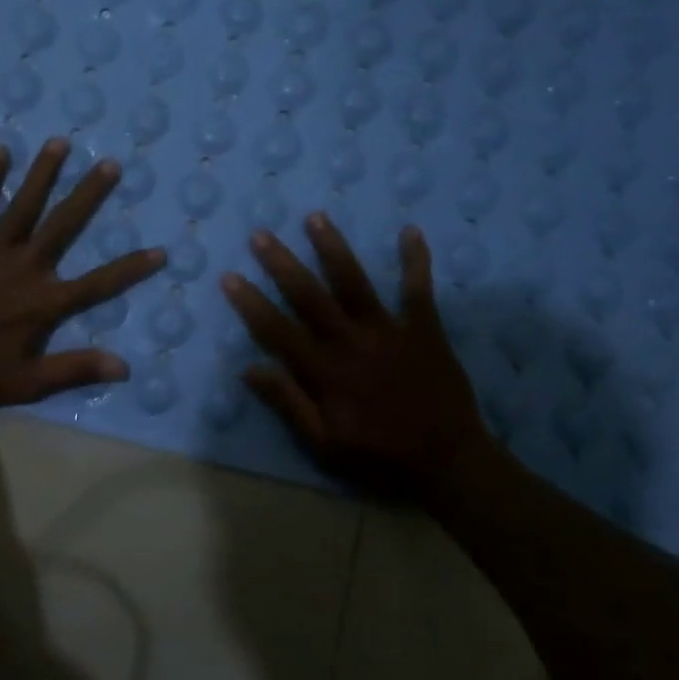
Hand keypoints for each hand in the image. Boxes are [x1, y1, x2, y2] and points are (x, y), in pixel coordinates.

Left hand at [0, 138, 164, 408]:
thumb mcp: (27, 383)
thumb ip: (75, 370)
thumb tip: (123, 365)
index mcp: (43, 302)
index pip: (97, 283)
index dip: (130, 269)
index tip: (160, 251)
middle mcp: (24, 267)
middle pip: (63, 225)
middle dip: (89, 194)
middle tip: (110, 163)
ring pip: (23, 205)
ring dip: (43, 173)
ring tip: (61, 143)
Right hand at [220, 213, 494, 494]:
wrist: (448, 462)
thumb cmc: (380, 456)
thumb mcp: (324, 444)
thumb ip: (288, 403)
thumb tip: (248, 369)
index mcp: (325, 372)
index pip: (278, 331)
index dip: (251, 304)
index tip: (230, 277)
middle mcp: (352, 343)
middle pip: (310, 297)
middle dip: (282, 264)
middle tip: (261, 235)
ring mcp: (389, 332)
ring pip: (355, 283)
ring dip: (333, 249)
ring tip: (315, 217)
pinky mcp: (424, 330)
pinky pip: (418, 290)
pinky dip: (416, 261)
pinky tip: (410, 230)